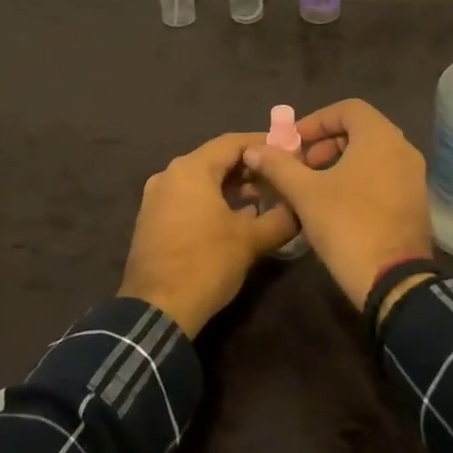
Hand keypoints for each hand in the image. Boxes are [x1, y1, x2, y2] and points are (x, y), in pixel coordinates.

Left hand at [119, 133, 300, 336]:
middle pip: (216, 159)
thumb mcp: (251, 240)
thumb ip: (281, 218)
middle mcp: (169, 175)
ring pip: (201, 180)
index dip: (264, 144)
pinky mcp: (152, 220)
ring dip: (232, 186)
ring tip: (263, 200)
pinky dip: (212, 201)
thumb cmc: (206, 264)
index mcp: (191, 169)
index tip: (289, 152)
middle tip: (280, 178)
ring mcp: (156, 198)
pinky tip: (236, 219)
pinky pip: (188, 198)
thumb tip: (300, 208)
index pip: (233, 142)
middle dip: (249, 168)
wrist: (156, 310)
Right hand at [241, 99, 432, 309]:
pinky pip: (384, 175)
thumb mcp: (305, 193)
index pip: (348, 108)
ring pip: (372, 154)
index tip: (293, 143)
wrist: (393, 281)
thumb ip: (278, 166)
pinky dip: (359, 178)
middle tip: (301, 166)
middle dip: (325, 143)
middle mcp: (403, 149)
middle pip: (360, 130)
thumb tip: (253, 149)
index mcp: (381, 137)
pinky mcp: (415, 201)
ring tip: (313, 187)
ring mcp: (413, 176)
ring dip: (340, 162)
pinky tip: (336, 205)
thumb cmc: (347, 225)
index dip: (316, 121)